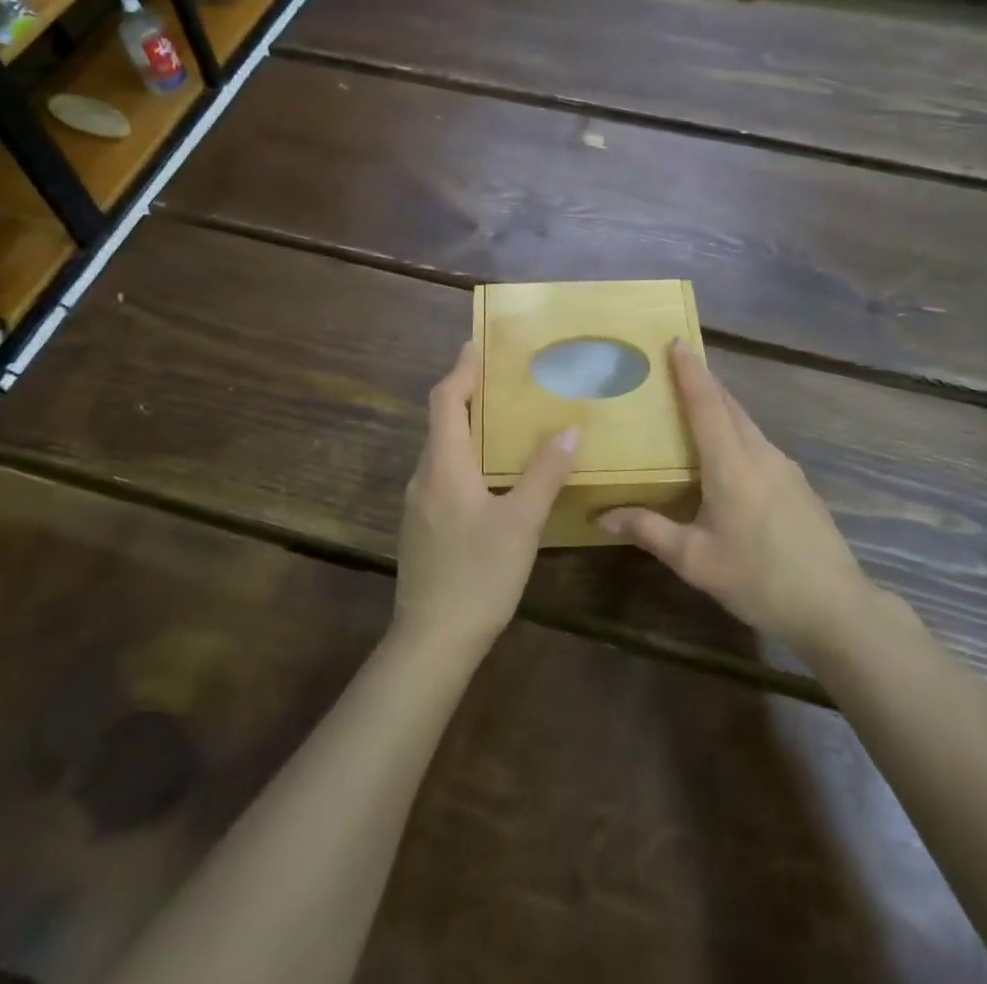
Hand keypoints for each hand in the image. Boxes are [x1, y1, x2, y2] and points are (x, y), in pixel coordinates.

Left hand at [394, 341, 579, 657]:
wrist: (431, 642)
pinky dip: (463, 456)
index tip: (476, 344)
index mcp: (444, 466)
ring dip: (464, 426)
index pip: (445, 401)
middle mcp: (424, 477)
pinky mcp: (422, 528)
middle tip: (497, 377)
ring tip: (499, 419)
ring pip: (440, 450)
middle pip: (440, 421)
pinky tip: (489, 474)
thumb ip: (544, 474)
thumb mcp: (521, 523)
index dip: (461, 370)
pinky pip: (442, 474)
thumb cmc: (478, 575)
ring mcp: (418, 505)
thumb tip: (568, 430)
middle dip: (465, 393)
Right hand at [600, 341, 874, 654]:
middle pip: (729, 405)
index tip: (675, 341)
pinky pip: (758, 442)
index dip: (690, 371)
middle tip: (675, 366)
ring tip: (693, 404)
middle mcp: (760, 454)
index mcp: (732, 464)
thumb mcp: (695, 560)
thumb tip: (603, 514)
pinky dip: (735, 430)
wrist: (835, 607)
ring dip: (720, 405)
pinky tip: (725, 453)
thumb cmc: (760, 579)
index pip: (707, 404)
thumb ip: (650, 530)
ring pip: (746, 423)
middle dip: (703, 380)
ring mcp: (784, 467)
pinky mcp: (796, 483)